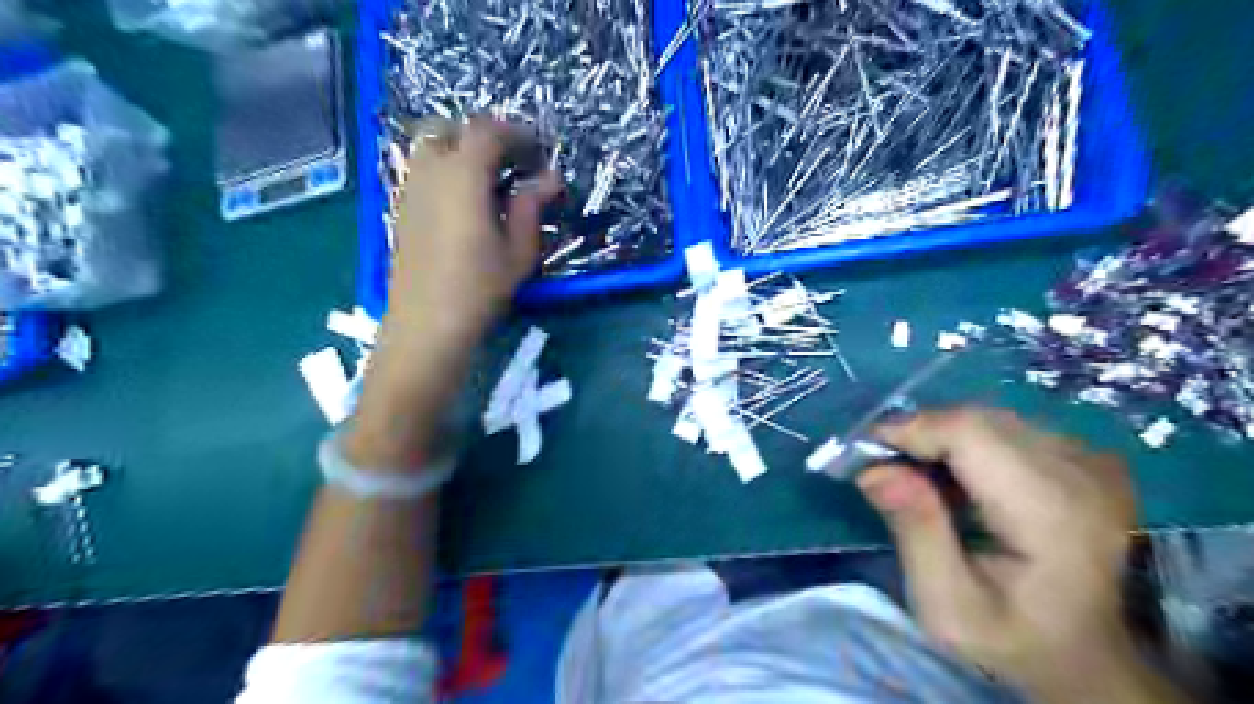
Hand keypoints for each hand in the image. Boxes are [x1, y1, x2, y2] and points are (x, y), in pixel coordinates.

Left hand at [389, 119, 563, 351]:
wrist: (426, 324)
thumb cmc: (479, 288)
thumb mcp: (518, 251)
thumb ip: (532, 207)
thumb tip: (550, 178)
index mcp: (463, 176)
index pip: (487, 131)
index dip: (516, 133)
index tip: (538, 151)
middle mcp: (430, 172)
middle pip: (449, 128)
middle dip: (482, 136)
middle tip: (510, 161)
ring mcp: (410, 190)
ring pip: (429, 147)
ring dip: (459, 151)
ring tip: (488, 181)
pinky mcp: (401, 210)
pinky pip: (421, 171)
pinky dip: (444, 171)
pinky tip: (464, 203)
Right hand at [858, 403, 1170, 699]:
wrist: (1090, 661)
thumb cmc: (1015, 641)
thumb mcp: (947, 605)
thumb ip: (914, 532)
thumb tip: (874, 469)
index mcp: (1051, 511)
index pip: (969, 432)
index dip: (909, 430)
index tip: (863, 454)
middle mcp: (1081, 472)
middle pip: (976, 420)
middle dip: (918, 434)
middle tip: (882, 469)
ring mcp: (1089, 461)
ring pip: (988, 419)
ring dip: (940, 437)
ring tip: (914, 476)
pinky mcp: (1084, 459)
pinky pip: (1007, 429)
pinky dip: (966, 443)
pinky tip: (955, 479)